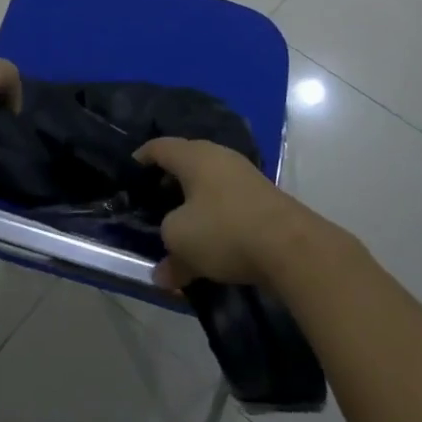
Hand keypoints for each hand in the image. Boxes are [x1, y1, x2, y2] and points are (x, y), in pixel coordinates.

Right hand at [135, 137, 307, 290]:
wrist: (291, 247)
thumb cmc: (224, 230)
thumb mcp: (181, 242)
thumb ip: (167, 255)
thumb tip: (163, 275)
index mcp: (194, 156)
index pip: (159, 147)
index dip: (141, 158)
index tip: (130, 174)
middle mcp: (220, 157)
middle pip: (186, 163)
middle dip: (168, 183)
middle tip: (152, 202)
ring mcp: (245, 176)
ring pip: (209, 185)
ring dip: (194, 203)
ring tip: (180, 225)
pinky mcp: (264, 198)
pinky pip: (228, 202)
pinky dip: (215, 216)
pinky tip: (211, 240)